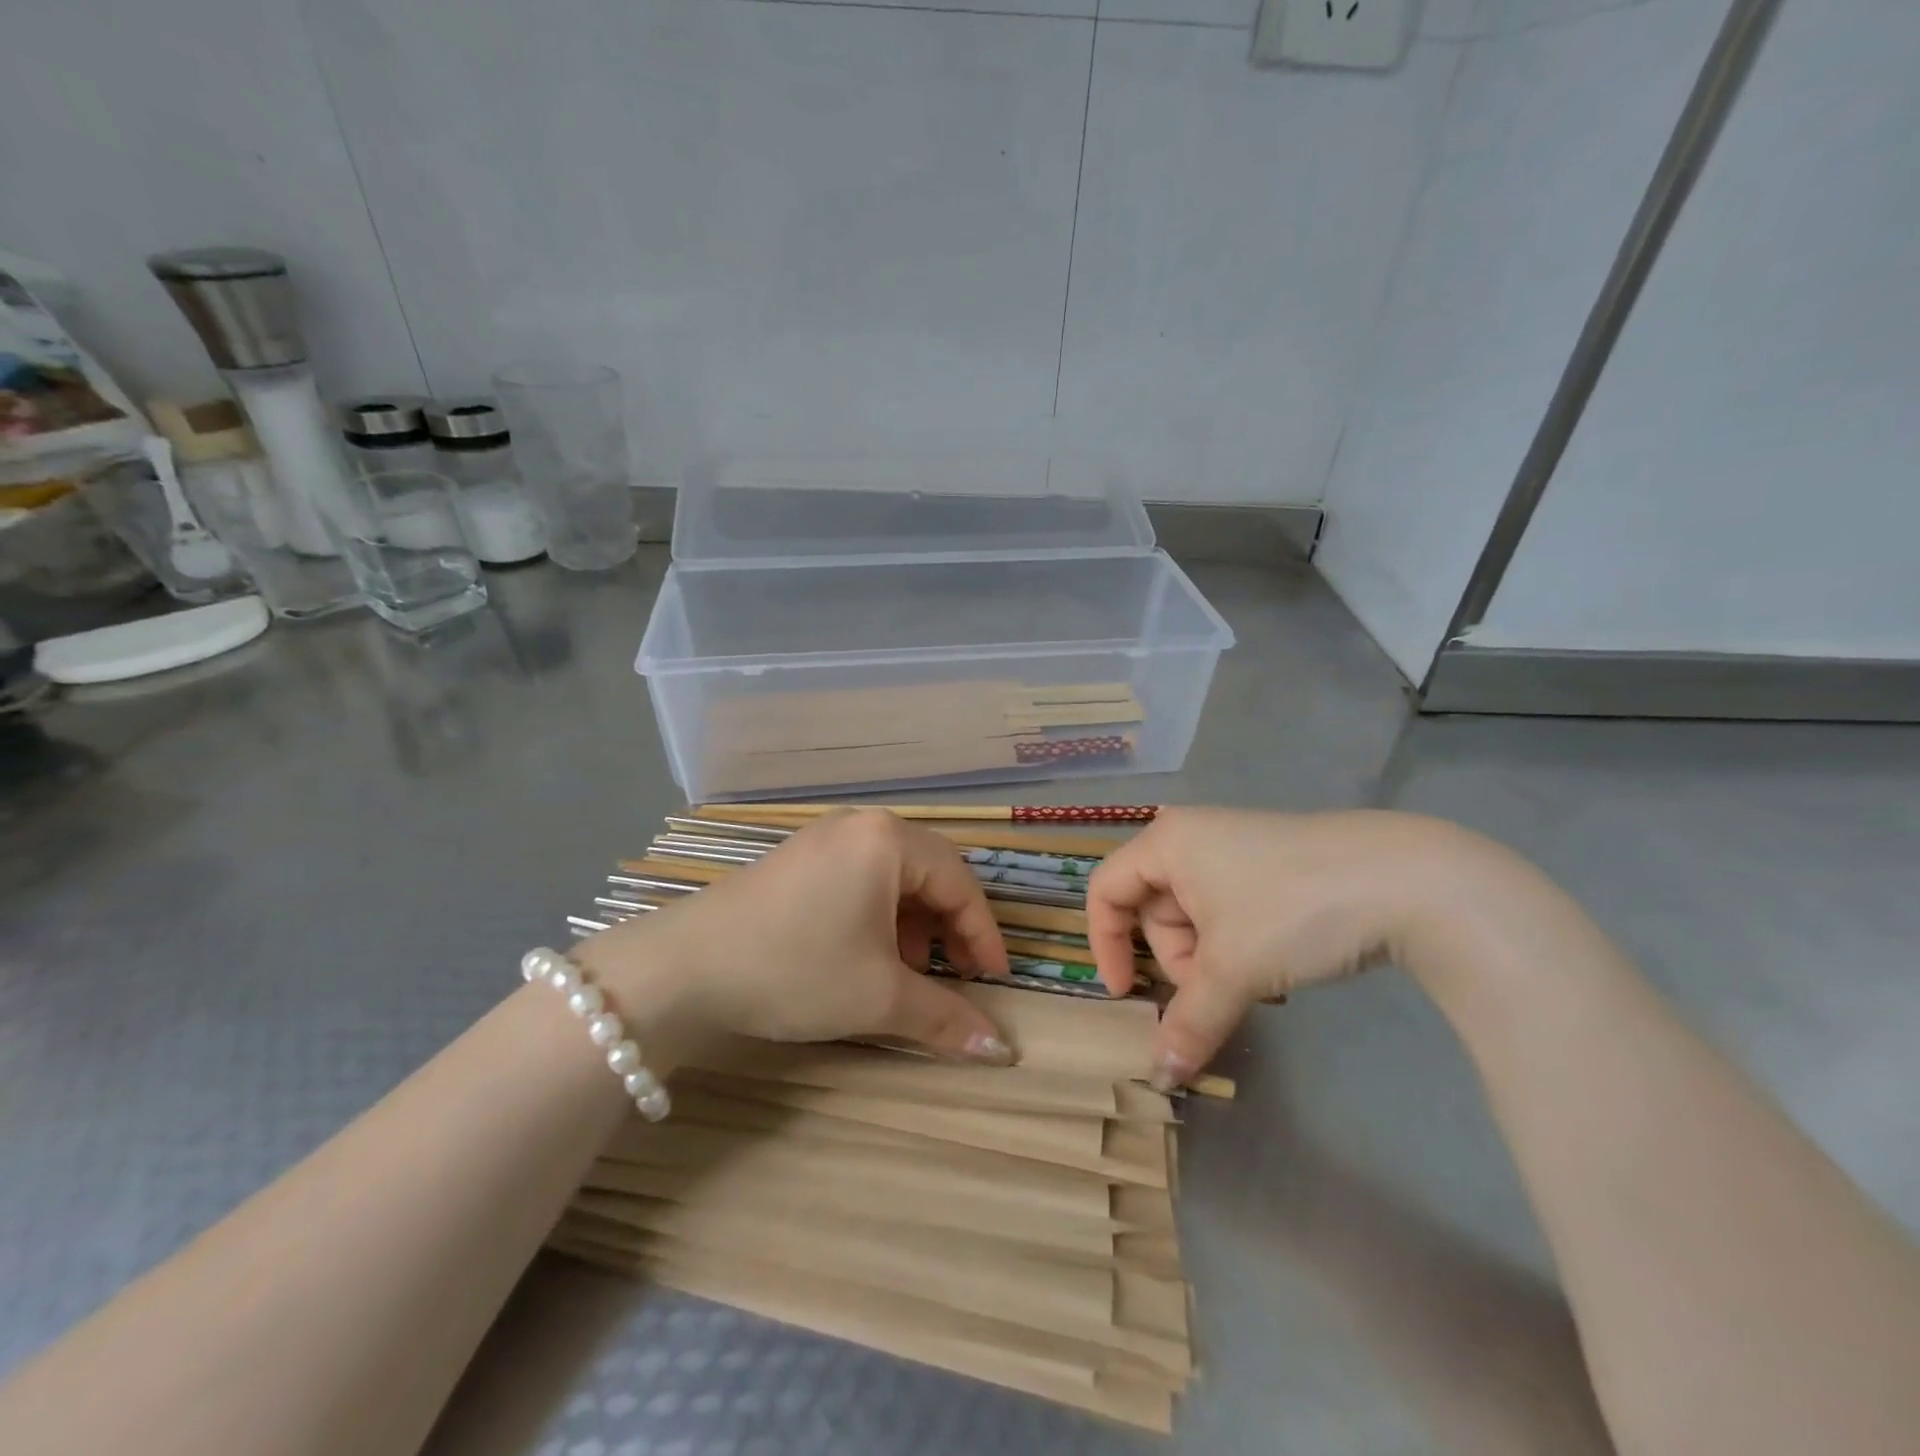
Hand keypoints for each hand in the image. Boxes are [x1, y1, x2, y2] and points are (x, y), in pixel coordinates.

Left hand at [576, 809, 1015, 1062]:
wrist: (682, 968)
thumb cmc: (795, 968)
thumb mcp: (878, 996)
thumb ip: (945, 1018)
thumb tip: (1002, 1051)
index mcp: (888, 840)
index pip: (960, 884)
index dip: (984, 935)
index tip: (994, 983)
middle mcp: (860, 826)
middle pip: (929, 874)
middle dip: (948, 929)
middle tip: (956, 976)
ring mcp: (824, 839)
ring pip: (893, 879)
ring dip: (912, 926)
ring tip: (905, 973)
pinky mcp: (798, 860)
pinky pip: (860, 880)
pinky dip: (877, 918)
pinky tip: (864, 955)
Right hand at [1087, 808, 1499, 1087]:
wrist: (1408, 880)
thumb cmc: (1294, 909)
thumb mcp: (1233, 969)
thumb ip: (1189, 1022)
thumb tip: (1160, 1076)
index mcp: (1166, 843)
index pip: (1106, 890)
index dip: (1105, 945)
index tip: (1127, 995)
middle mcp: (1192, 838)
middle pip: (1153, 909)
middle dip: (1177, 961)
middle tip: (1215, 993)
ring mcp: (1235, 849)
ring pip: (1196, 917)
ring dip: (1213, 960)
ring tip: (1257, 983)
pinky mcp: (1271, 867)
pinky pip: (1230, 913)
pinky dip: (1240, 947)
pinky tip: (1278, 967)